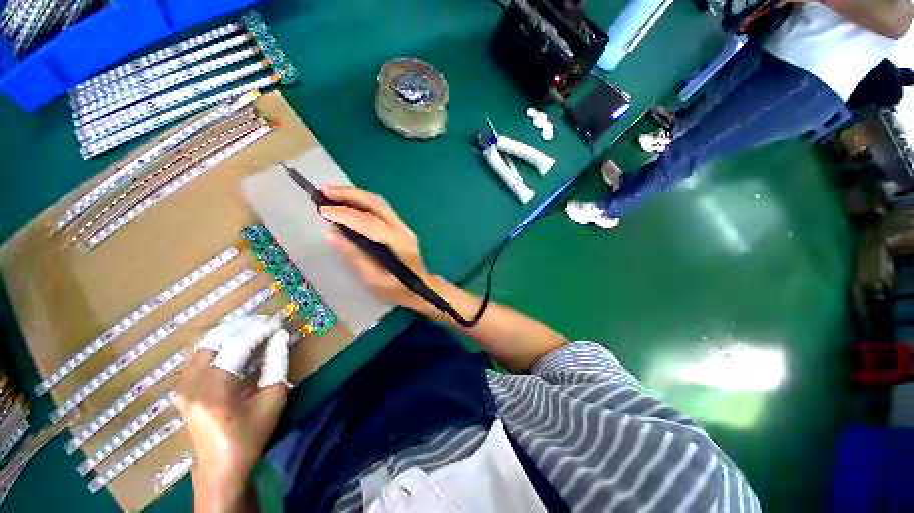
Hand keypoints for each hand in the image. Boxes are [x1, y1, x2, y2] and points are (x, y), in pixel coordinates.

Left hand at [175, 316, 289, 512]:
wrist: (220, 465)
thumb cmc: (250, 434)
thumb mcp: (272, 399)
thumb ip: (276, 363)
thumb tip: (281, 336)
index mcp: (213, 389)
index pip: (237, 345)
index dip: (260, 329)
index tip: (279, 321)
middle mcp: (191, 383)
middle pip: (215, 339)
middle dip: (243, 325)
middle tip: (266, 322)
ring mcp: (182, 385)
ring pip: (204, 343)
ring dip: (230, 332)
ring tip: (254, 328)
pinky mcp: (183, 387)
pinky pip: (199, 354)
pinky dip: (219, 343)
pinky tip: (237, 344)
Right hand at [320, 186, 436, 309]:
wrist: (423, 288)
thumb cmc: (398, 290)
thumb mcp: (374, 280)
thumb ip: (354, 256)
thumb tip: (331, 234)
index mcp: (399, 244)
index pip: (371, 223)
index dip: (346, 215)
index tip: (322, 211)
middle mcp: (403, 230)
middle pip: (376, 204)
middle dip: (349, 195)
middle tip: (323, 192)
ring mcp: (403, 226)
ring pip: (379, 203)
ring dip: (354, 195)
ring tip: (330, 193)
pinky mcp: (400, 227)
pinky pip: (380, 209)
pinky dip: (361, 202)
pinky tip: (346, 203)